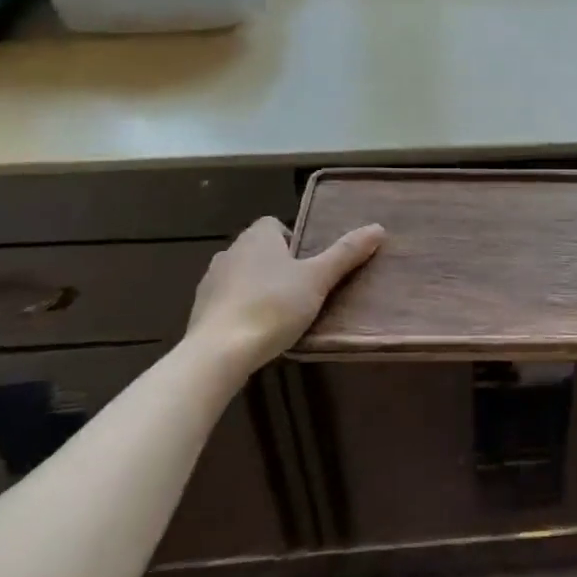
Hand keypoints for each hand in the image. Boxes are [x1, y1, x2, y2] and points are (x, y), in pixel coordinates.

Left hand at [186, 216, 384, 369]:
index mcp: (257, 237)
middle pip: (259, 250)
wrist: (218, 352)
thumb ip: (346, 253)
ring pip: (241, 275)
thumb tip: (378, 228)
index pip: (275, 224)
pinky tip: (254, 332)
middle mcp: (230, 251)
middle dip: (277, 266)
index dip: (293, 240)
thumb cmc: (273, 306)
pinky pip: (226, 301)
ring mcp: (210, 281)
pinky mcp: (198, 310)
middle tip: (301, 290)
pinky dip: (240, 310)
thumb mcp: (318, 279)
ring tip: (279, 314)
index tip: (308, 265)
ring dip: (256, 287)